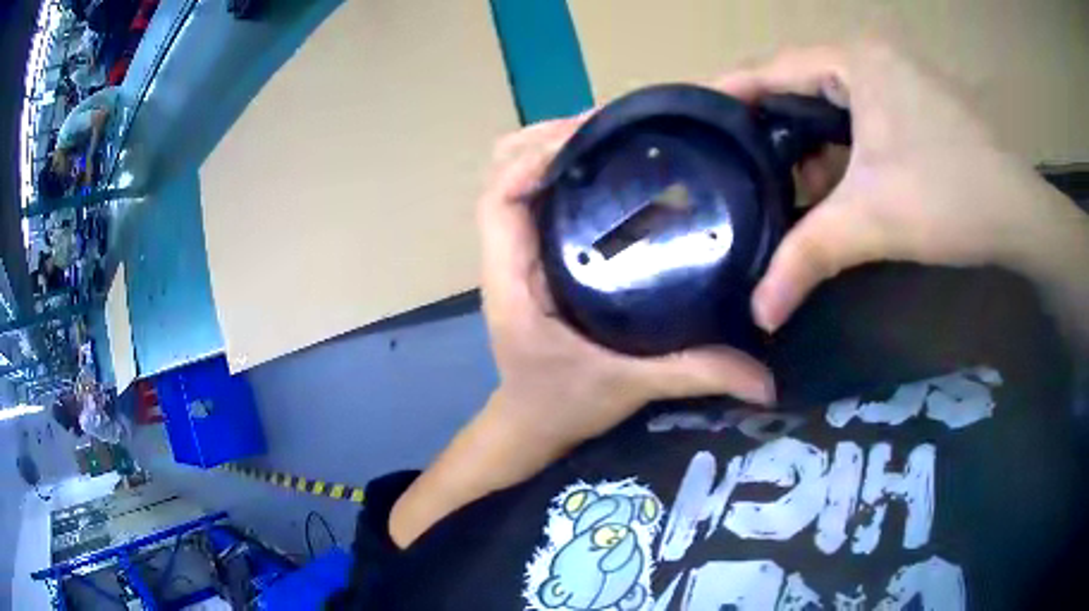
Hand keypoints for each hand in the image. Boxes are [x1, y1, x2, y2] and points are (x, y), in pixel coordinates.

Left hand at [479, 118, 774, 454]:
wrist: (533, 423)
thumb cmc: (563, 406)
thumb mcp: (629, 388)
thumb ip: (695, 375)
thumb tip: (766, 380)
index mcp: (512, 282)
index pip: (500, 199)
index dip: (534, 158)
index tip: (588, 136)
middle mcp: (507, 258)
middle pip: (501, 172)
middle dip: (546, 139)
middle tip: (609, 127)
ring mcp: (516, 253)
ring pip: (514, 177)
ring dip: (552, 148)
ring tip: (610, 135)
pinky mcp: (532, 255)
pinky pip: (534, 195)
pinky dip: (560, 169)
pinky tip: (608, 169)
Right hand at [712, 42, 1084, 332]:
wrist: (1021, 215)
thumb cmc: (951, 197)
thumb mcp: (873, 222)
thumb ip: (808, 258)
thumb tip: (759, 315)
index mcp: (854, 61)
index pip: (772, 67)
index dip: (728, 93)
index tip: (692, 122)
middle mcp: (872, 58)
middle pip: (800, 85)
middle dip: (769, 126)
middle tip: (734, 164)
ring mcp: (898, 79)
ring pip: (833, 105)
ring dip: (809, 145)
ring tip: (779, 184)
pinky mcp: (915, 104)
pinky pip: (861, 118)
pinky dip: (841, 150)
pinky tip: (830, 184)